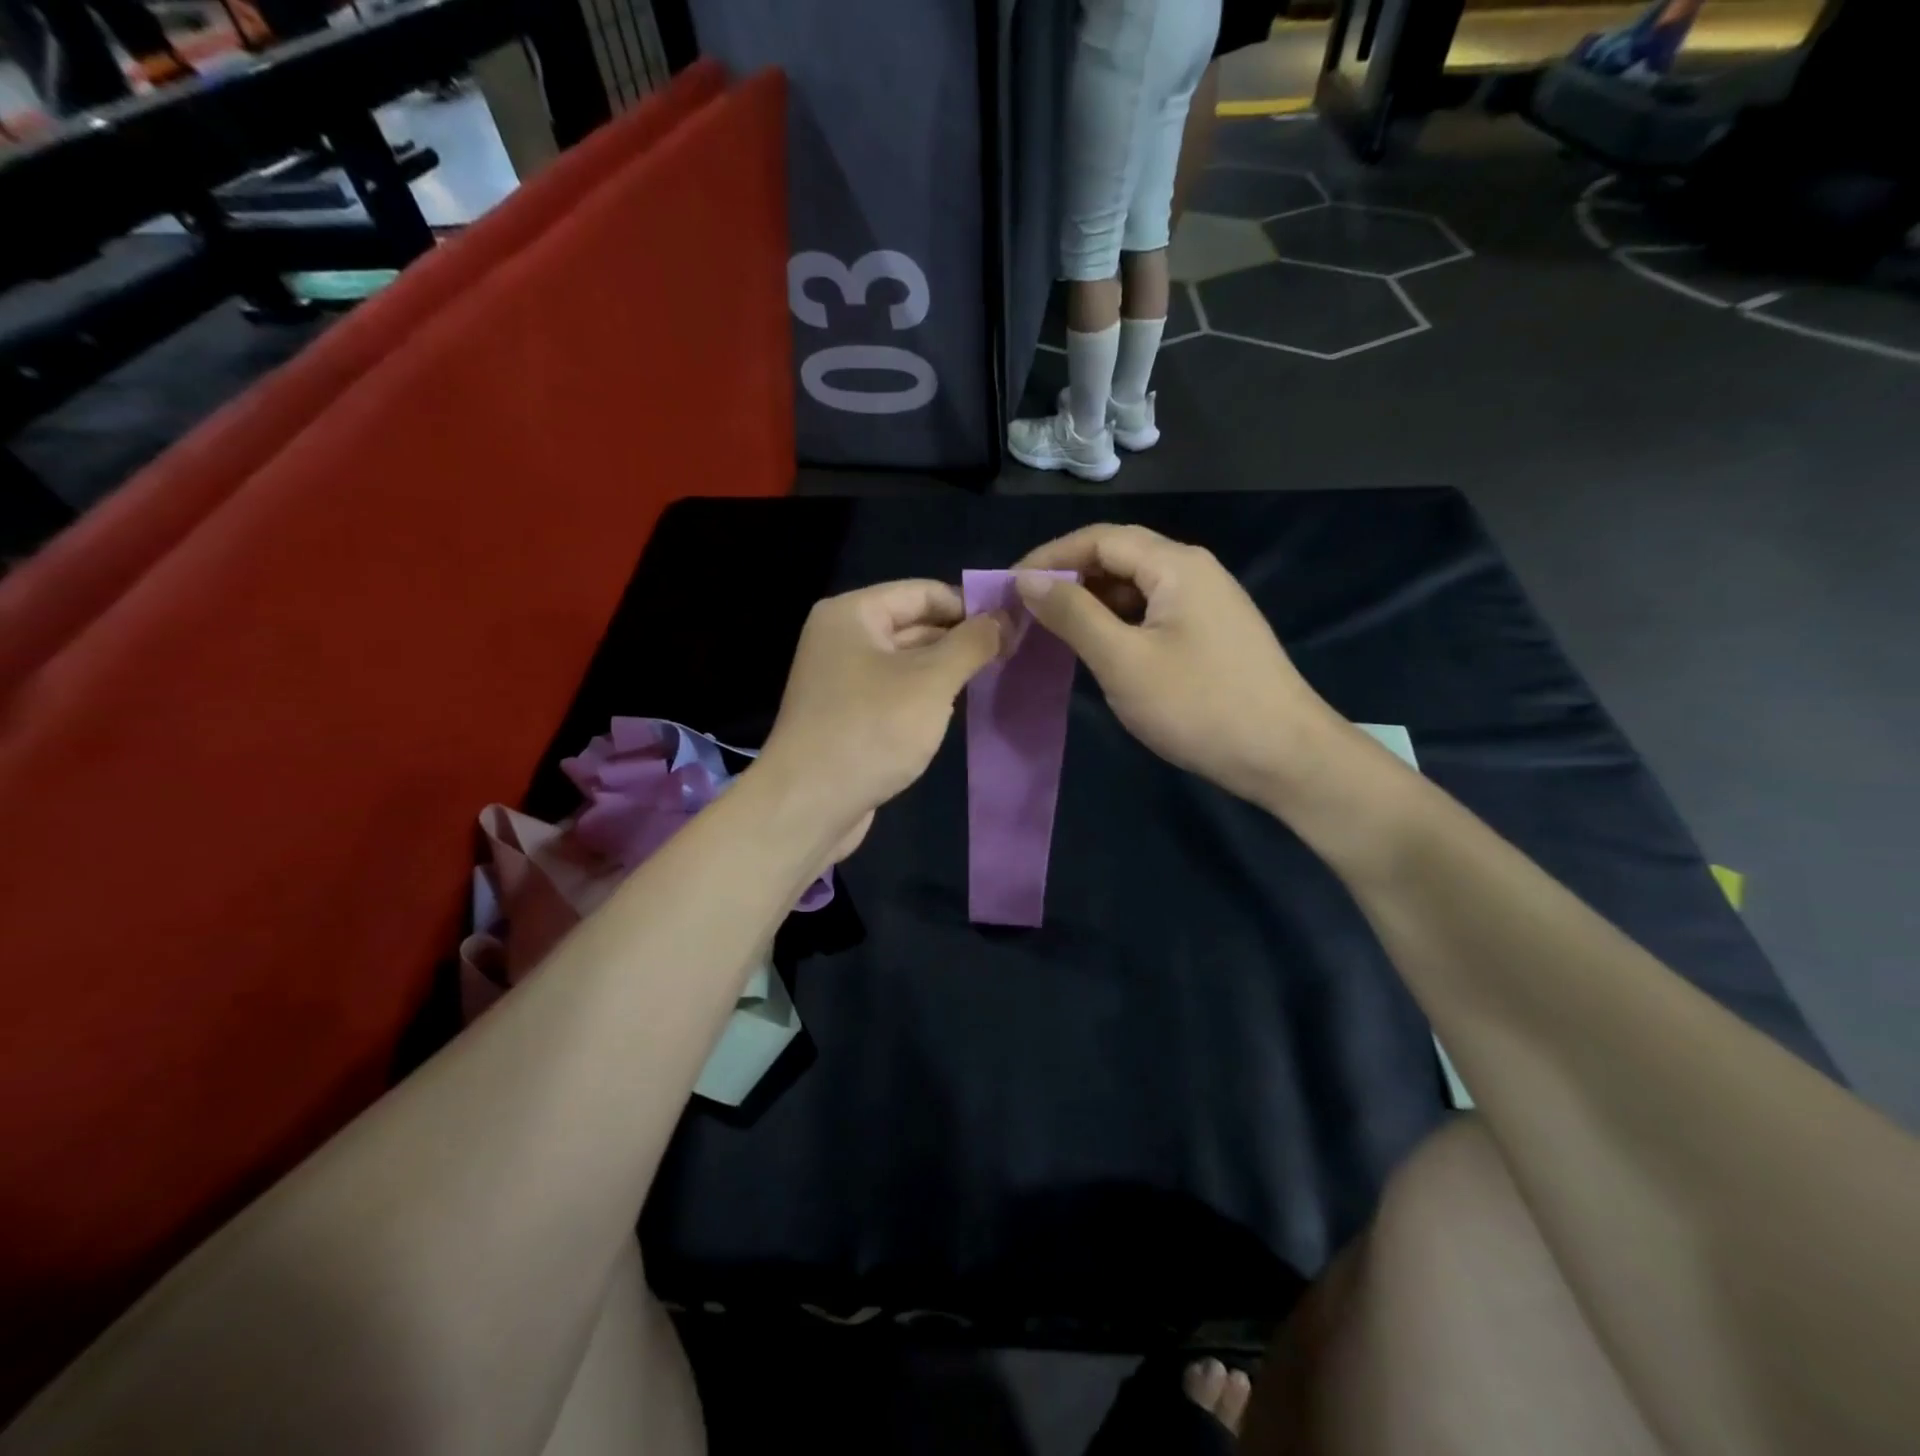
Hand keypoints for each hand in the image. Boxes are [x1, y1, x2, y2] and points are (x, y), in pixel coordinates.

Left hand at [754, 580, 1006, 858]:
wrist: (809, 805)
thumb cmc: (871, 730)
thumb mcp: (931, 681)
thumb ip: (971, 644)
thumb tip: (1005, 617)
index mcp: (852, 614)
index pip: (923, 592)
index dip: (969, 605)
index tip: (1012, 626)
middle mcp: (842, 638)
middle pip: (914, 624)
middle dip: (960, 639)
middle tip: (1012, 654)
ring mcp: (842, 679)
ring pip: (907, 661)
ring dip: (946, 669)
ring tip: (994, 678)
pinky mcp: (848, 715)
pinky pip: (895, 692)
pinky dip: (924, 696)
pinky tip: (957, 709)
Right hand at [1015, 525, 1341, 804]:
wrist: (1285, 756)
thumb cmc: (1199, 706)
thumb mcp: (1123, 661)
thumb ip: (1073, 615)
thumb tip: (1028, 581)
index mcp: (1175, 565)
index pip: (1099, 539)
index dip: (1049, 557)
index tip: (1008, 588)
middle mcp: (1193, 571)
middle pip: (1118, 558)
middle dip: (1068, 580)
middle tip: (1025, 612)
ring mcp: (1206, 603)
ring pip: (1134, 589)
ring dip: (1091, 604)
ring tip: (1052, 633)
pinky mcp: (1211, 633)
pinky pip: (1152, 614)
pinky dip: (1117, 624)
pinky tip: (1098, 651)